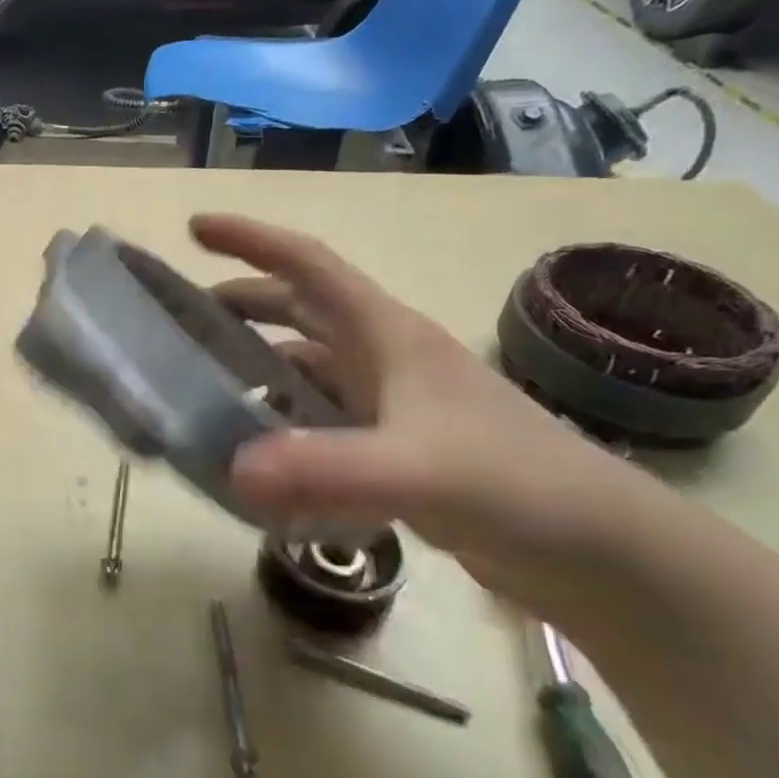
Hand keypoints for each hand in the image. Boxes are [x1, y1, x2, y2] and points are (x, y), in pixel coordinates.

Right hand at [195, 214, 650, 615]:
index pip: (307, 264)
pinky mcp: (394, 445)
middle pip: (298, 311)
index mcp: (385, 333)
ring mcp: (390, 402)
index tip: (195, 228)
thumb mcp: (419, 469)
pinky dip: (284, 424)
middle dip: (240, 306)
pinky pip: (321, 419)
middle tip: (180, 323)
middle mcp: (383, 357)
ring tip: (205, 390)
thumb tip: (232, 468)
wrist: (598, 550)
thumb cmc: (516, 484)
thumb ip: (327, 467)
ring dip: (257, 368)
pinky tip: (258, 452)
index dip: (251, 239)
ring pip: (307, 367)